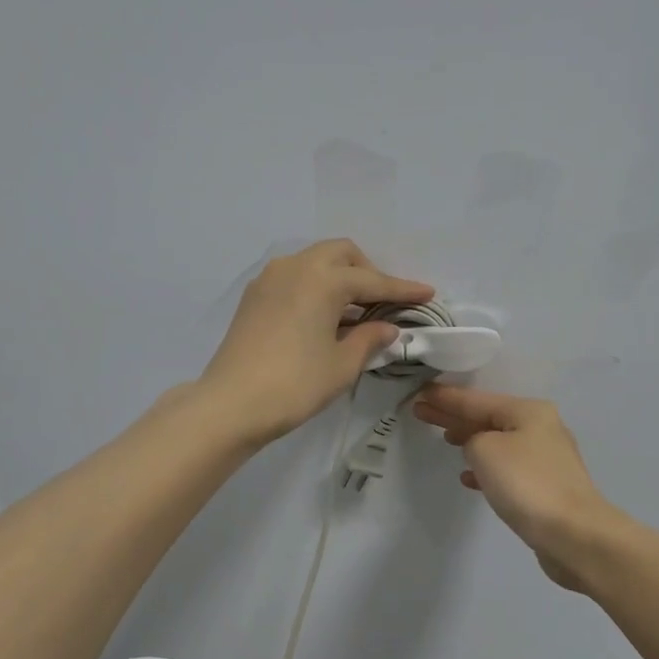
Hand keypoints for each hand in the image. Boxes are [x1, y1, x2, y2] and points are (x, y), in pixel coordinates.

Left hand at [198, 239, 433, 445]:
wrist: (231, 404)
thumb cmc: (295, 384)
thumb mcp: (342, 365)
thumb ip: (370, 340)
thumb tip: (387, 328)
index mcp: (322, 279)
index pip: (372, 281)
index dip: (403, 290)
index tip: (428, 293)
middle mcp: (295, 267)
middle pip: (341, 255)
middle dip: (368, 272)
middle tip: (384, 302)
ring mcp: (269, 279)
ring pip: (314, 262)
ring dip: (339, 277)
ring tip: (356, 311)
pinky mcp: (253, 297)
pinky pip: (294, 278)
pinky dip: (315, 287)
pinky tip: (324, 316)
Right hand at [412, 385, 625, 590]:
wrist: (573, 534)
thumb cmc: (526, 483)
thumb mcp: (486, 450)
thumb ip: (472, 439)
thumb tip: (478, 447)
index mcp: (528, 411)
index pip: (476, 400)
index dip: (446, 398)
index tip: (420, 393)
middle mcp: (540, 428)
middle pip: (487, 417)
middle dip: (454, 416)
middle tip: (421, 412)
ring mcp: (545, 459)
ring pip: (497, 442)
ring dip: (471, 440)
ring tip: (445, 440)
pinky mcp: (546, 487)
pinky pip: (507, 468)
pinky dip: (486, 469)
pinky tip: (469, 478)